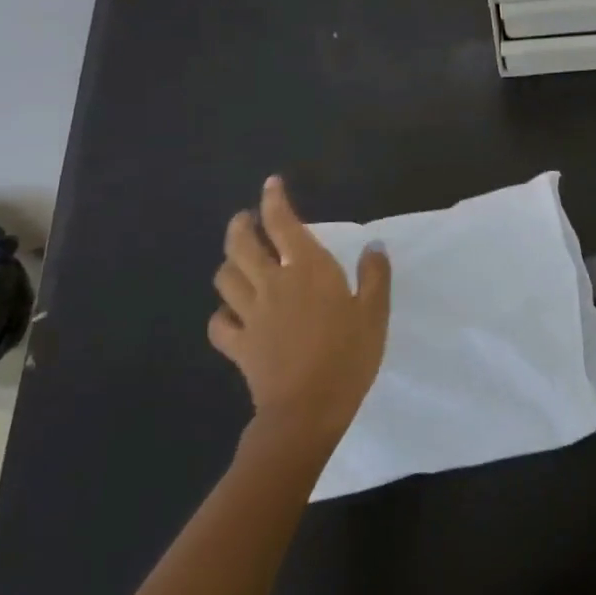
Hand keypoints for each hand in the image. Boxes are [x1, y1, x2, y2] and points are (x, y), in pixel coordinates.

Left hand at [209, 176, 391, 445]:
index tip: (272, 184)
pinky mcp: (239, 345)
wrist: (308, 409)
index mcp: (308, 269)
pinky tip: (230, 313)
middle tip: (246, 219)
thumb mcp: (375, 312)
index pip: (283, 223)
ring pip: (225, 278)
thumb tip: (373, 245)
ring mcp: (251, 315)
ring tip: (237, 260)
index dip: (274, 200)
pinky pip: (220, 323)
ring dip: (229, 263)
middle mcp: (273, 283)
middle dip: (241, 226)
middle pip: (242, 245)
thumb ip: (374, 275)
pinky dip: (222, 313)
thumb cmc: (349, 355)